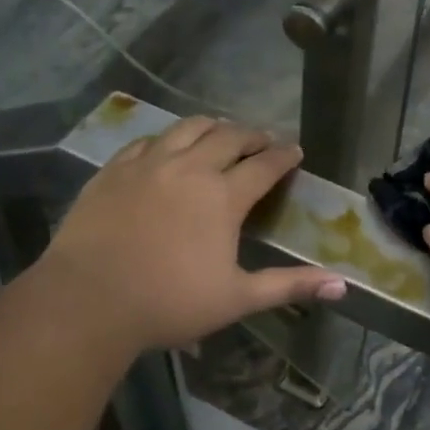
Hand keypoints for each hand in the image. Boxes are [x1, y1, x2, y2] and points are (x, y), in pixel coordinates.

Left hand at [28, 117, 345, 353]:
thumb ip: (289, 286)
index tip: (295, 151)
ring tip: (222, 130)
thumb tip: (342, 286)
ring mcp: (148, 163)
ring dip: (213, 126)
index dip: (284, 155)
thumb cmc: (169, 303)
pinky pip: (148, 140)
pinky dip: (168, 138)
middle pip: (229, 136)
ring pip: (188, 127)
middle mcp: (190, 168)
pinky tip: (168, 145)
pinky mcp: (114, 169)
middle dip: (252, 135)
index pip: (264, 164)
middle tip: (263, 140)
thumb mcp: (237, 298)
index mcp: (223, 196)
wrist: (87, 301)